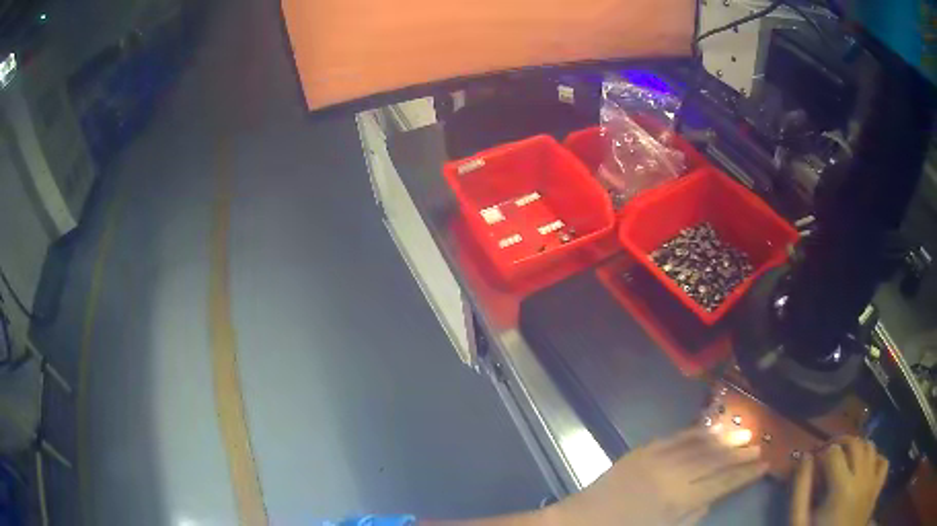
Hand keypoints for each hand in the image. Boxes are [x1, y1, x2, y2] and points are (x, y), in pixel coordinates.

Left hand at [550, 426, 767, 524]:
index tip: (764, 465)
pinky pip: (676, 436)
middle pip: (716, 460)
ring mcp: (658, 458)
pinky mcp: (643, 449)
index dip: (745, 474)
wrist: (582, 521)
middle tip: (758, 447)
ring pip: (701, 444)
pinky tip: (712, 429)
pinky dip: (697, 432)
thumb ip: (693, 515)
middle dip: (740, 454)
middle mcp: (673, 474)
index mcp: (679, 499)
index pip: (723, 483)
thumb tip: (713, 497)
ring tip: (744, 436)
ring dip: (724, 440)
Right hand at [790, 437, 888, 525]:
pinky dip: (876, 460)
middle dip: (840, 444)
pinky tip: (866, 469)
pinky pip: (883, 462)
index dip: (821, 454)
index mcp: (841, 487)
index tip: (813, 464)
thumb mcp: (800, 522)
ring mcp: (873, 482)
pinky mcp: (877, 489)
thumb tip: (804, 457)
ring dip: (858, 450)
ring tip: (846, 463)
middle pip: (855, 443)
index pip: (833, 452)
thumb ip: (801, 492)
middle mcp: (862, 477)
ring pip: (871, 448)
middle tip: (828, 457)